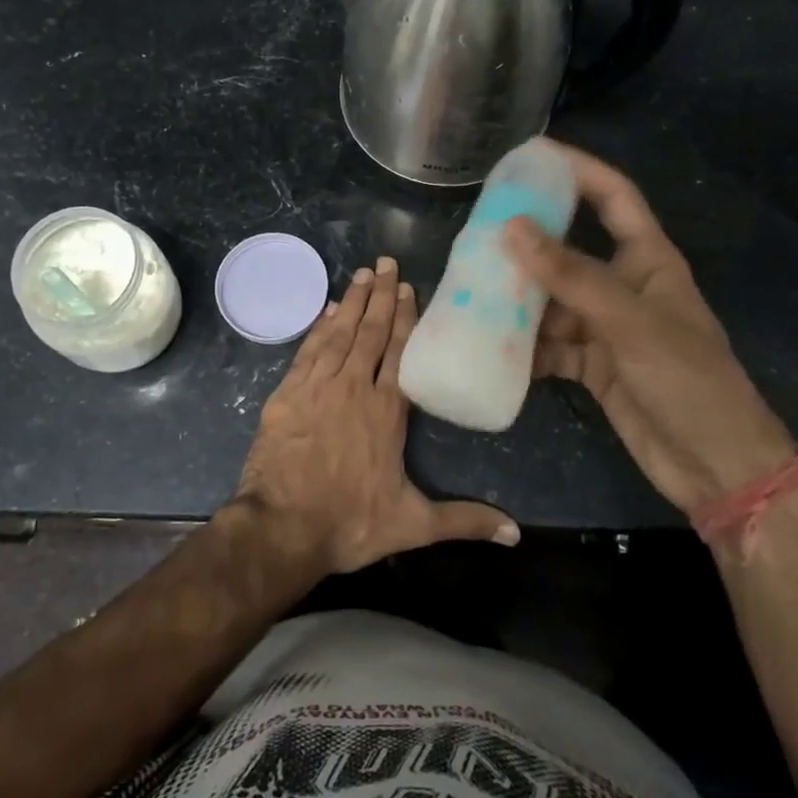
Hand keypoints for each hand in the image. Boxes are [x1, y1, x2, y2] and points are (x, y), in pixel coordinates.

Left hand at [233, 257, 519, 572]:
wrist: (281, 528)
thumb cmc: (350, 523)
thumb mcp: (413, 525)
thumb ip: (464, 521)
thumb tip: (516, 534)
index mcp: (386, 411)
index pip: (400, 352)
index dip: (405, 318)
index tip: (408, 288)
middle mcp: (353, 388)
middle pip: (370, 332)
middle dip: (380, 296)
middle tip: (385, 262)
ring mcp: (316, 387)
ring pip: (338, 333)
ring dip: (351, 302)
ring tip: (361, 274)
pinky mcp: (286, 394)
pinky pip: (307, 350)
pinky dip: (318, 327)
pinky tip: (326, 311)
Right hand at [504, 142, 797, 515]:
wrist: (716, 467)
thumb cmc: (689, 380)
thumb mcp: (631, 322)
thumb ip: (572, 277)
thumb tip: (512, 229)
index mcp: (648, 260)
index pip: (613, 198)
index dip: (578, 170)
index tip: (531, 155)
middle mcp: (623, 286)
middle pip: (569, 250)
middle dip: (528, 242)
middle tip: (478, 232)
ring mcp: (605, 327)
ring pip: (551, 301)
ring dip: (517, 301)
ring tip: (472, 293)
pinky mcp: (592, 364)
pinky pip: (549, 345)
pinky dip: (524, 348)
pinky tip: (491, 347)